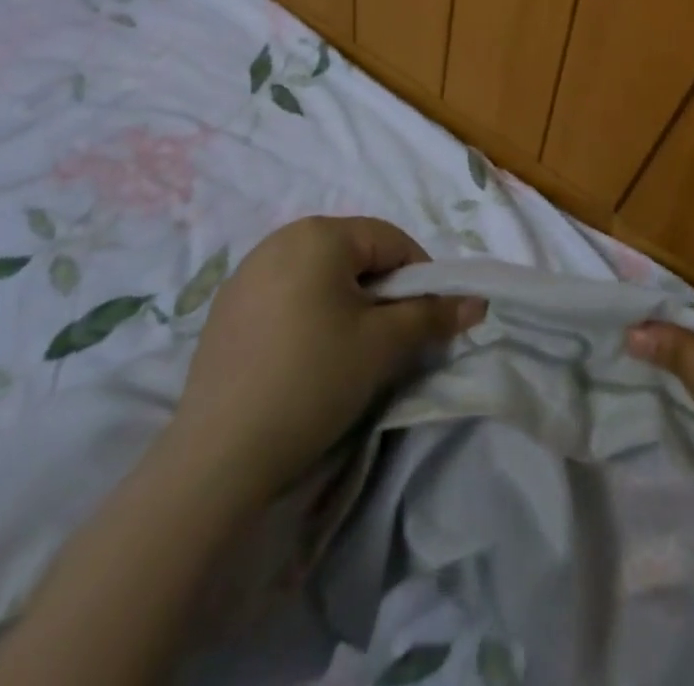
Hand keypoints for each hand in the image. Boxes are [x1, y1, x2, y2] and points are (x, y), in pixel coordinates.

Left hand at [164, 217, 483, 502]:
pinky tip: (303, 360)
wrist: (216, 459)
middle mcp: (280, 239)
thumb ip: (433, 315)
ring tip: (347, 352)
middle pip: (354, 254)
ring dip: (346, 303)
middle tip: (388, 340)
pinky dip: (308, 315)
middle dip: (381, 291)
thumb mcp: (383, 345)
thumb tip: (477, 302)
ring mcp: (246, 273)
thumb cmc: (312, 381)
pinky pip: (286, 295)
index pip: (391, 240)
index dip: (420, 278)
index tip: (425, 321)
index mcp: (319, 233)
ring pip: (320, 275)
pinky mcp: (225, 309)